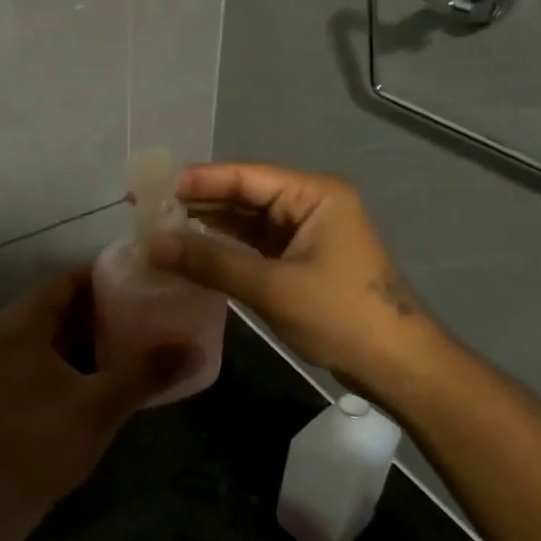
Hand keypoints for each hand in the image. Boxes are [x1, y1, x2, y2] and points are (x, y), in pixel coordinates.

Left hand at [0, 267, 198, 527]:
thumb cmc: (44, 442)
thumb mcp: (101, 405)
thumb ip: (147, 373)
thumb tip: (195, 350)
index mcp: (22, 325)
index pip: (66, 280)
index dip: (105, 275)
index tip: (144, 276)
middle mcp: (8, 332)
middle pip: (61, 302)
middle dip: (104, 302)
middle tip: (149, 302)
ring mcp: (7, 359)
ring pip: (55, 329)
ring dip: (92, 328)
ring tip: (140, 328)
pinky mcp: (11, 383)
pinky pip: (49, 351)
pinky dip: (78, 350)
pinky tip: (112, 362)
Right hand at [143, 162, 436, 376]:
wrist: (396, 364)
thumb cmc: (341, 316)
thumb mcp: (272, 287)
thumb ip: (211, 262)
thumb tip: (152, 244)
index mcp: (313, 194)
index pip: (243, 176)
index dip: (195, 180)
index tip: (150, 188)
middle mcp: (309, 202)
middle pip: (243, 193)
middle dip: (196, 201)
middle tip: (145, 209)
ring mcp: (305, 230)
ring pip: (245, 219)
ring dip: (206, 224)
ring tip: (158, 227)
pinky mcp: (299, 256)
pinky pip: (253, 242)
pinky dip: (223, 246)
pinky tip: (190, 248)